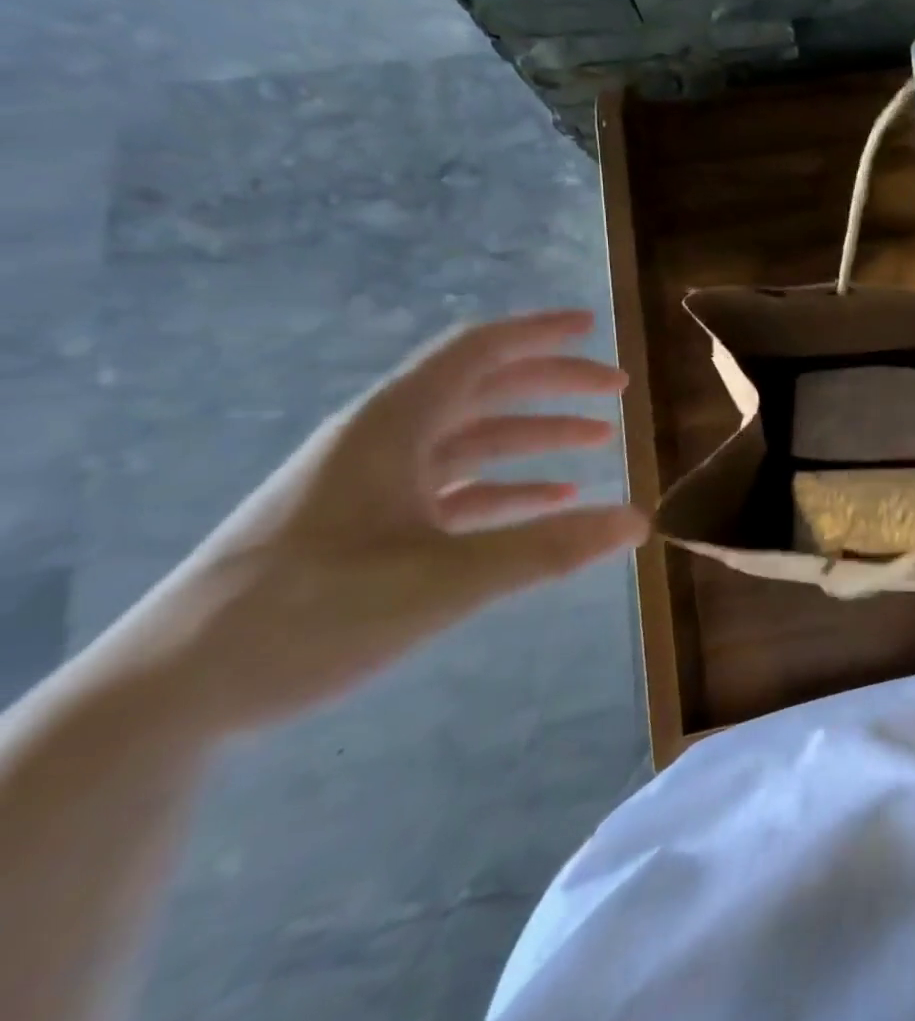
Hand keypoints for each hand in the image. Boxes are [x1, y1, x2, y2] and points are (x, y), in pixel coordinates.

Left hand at [79, 311, 647, 737]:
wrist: (171, 693)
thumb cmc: (307, 616)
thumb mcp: (442, 581)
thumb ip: (547, 548)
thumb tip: (638, 521)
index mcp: (392, 426)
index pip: (476, 352)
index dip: (538, 333)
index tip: (593, 327)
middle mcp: (384, 440)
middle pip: (483, 389)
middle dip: (553, 385)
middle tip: (616, 391)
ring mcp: (375, 484)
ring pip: (472, 438)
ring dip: (535, 434)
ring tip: (599, 440)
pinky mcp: (369, 525)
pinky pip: (455, 487)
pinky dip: (507, 486)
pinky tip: (550, 500)